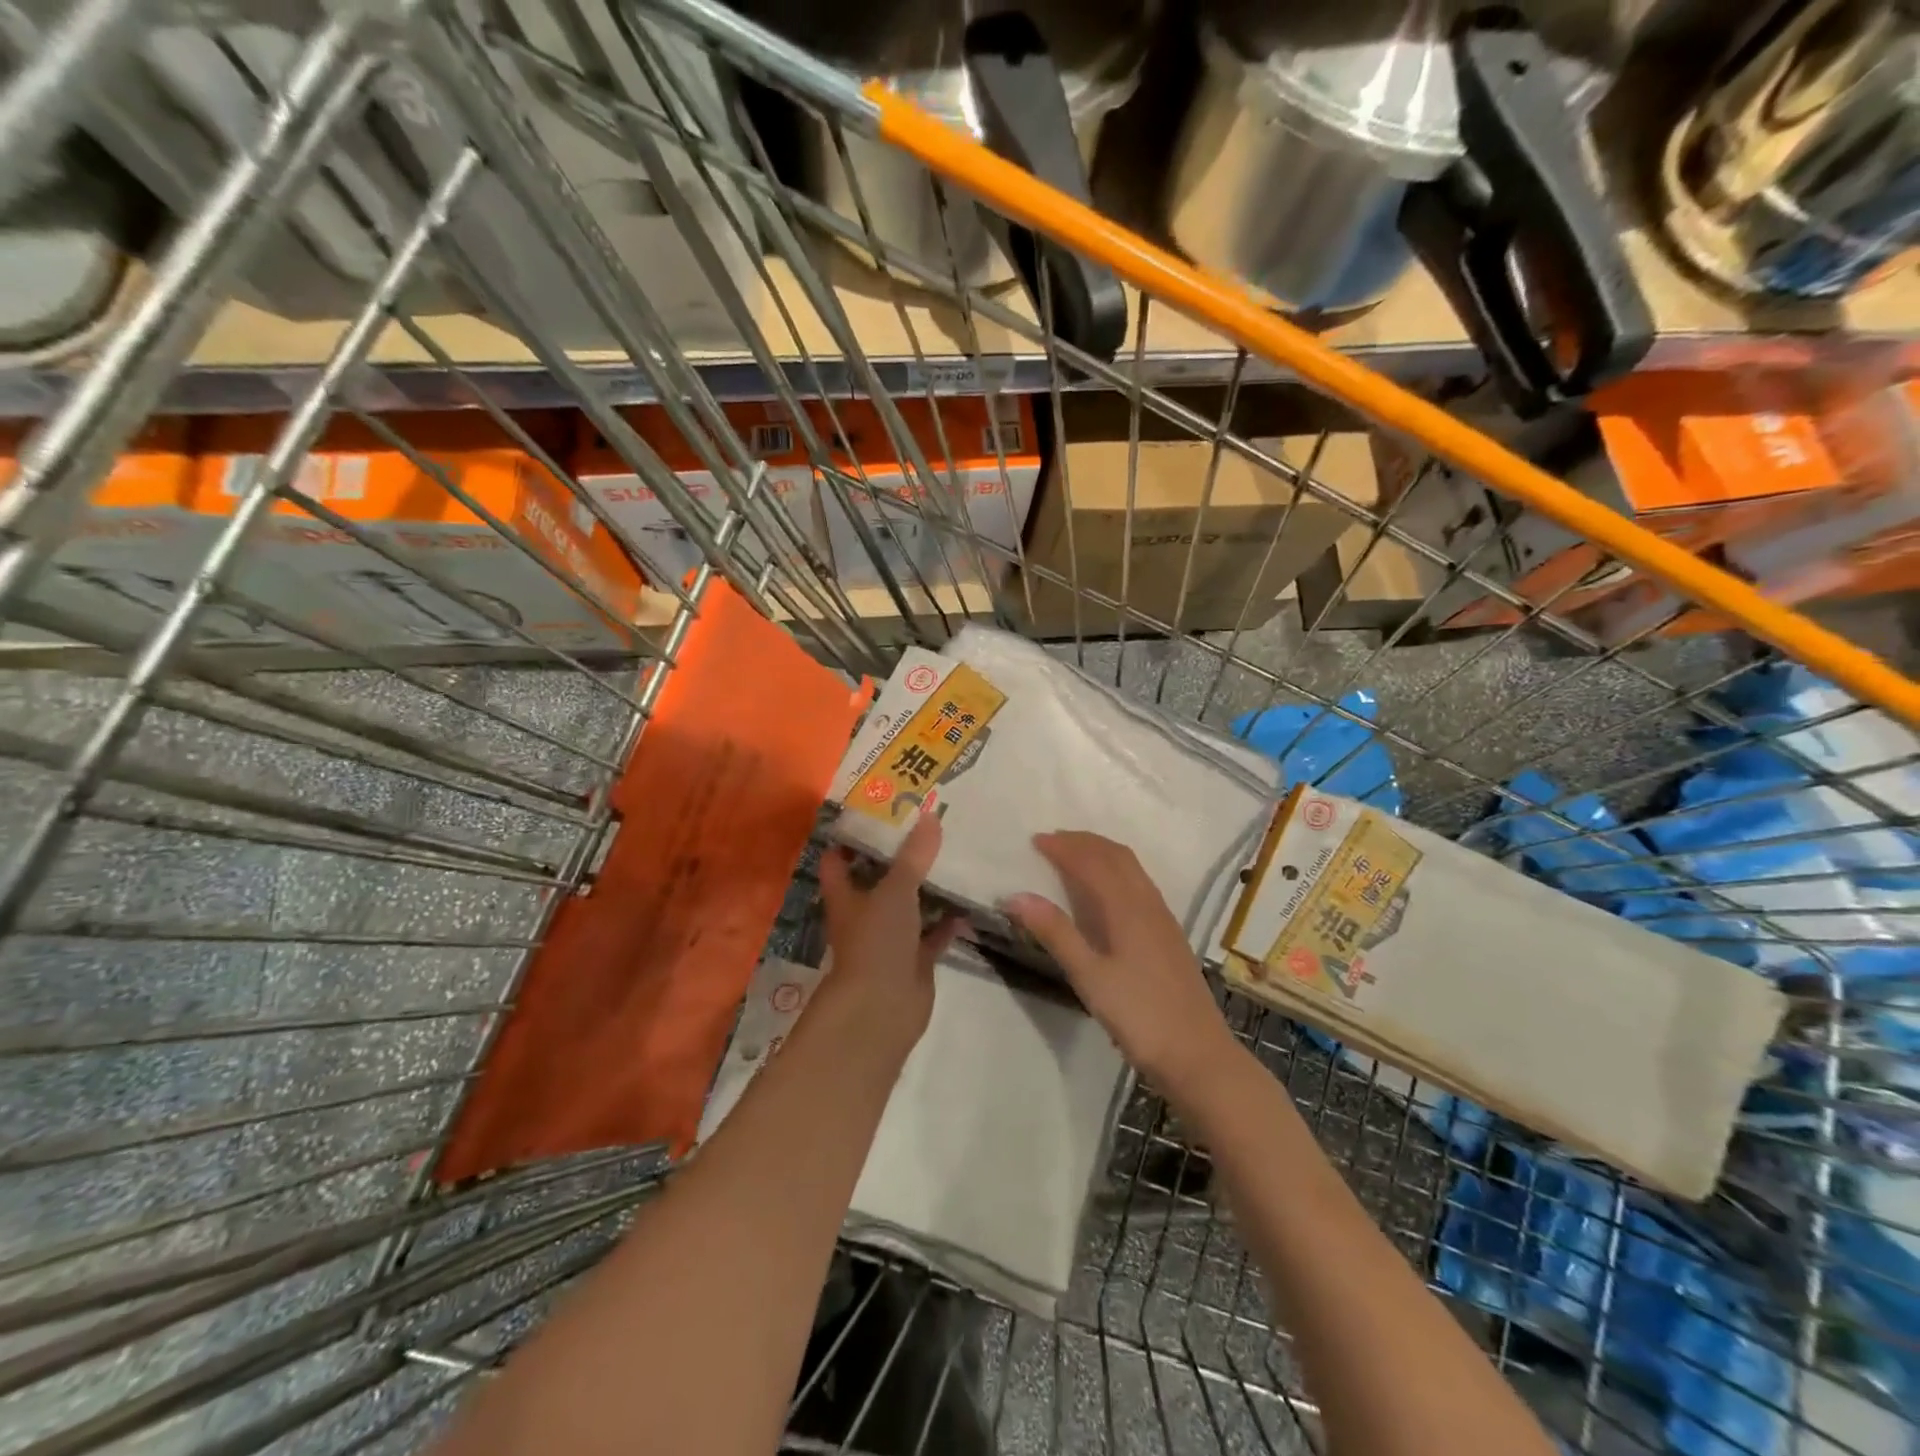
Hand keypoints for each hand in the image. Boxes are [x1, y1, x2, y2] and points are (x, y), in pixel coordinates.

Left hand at [817, 813, 960, 1052]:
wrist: (882, 1009)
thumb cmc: (876, 942)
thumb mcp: (895, 890)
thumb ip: (914, 855)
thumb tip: (930, 816)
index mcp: (846, 896)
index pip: (838, 860)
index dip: (851, 837)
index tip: (876, 812)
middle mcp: (864, 914)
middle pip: (878, 879)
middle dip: (899, 857)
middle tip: (926, 826)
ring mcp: (890, 938)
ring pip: (909, 905)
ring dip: (927, 887)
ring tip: (953, 856)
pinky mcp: (914, 959)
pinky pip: (934, 933)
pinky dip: (949, 920)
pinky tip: (970, 901)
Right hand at [1005, 831, 1236, 1094]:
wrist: (1198, 1055)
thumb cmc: (1139, 1016)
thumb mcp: (1089, 977)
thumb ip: (1055, 933)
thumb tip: (1016, 896)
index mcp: (1127, 908)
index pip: (1092, 862)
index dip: (1064, 848)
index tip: (1035, 840)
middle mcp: (1148, 903)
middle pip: (1116, 856)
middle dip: (1084, 842)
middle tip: (1053, 841)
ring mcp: (1163, 918)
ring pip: (1132, 869)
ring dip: (1102, 853)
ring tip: (1076, 856)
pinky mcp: (1170, 935)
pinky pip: (1140, 884)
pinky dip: (1117, 871)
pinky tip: (1108, 892)